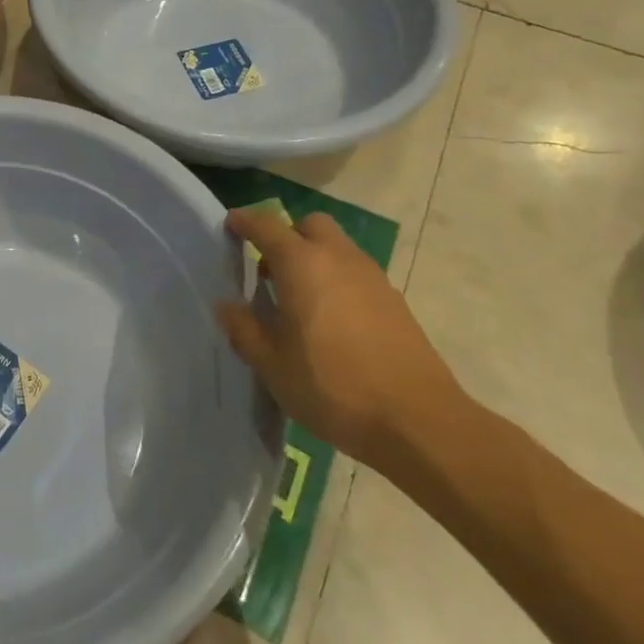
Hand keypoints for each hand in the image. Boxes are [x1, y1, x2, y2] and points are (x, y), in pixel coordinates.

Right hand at [216, 207, 467, 468]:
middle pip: (310, 225)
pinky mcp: (394, 301)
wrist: (416, 421)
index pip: (266, 226)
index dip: (245, 222)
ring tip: (299, 301)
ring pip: (337, 248)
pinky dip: (338, 281)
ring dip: (315, 259)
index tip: (231, 224)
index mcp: (302, 264)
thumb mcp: (272, 364)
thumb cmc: (332, 387)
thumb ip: (244, 329)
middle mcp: (338, 258)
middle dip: (287, 236)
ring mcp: (372, 277)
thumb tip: (227, 306)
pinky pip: (356, 274)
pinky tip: (332, 322)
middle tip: (270, 270)